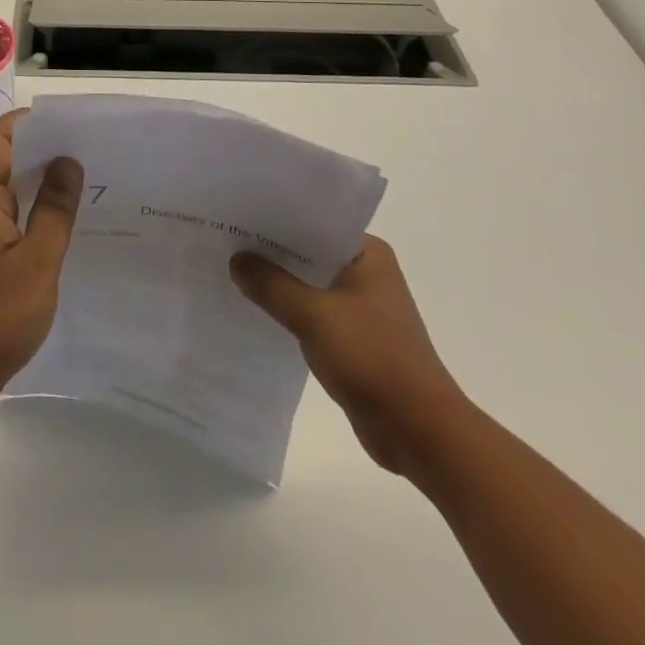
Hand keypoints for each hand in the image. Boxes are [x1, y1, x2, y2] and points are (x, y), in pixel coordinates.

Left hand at [0, 110, 83, 421]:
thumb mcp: (36, 262)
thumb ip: (53, 211)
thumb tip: (66, 160)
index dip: (23, 121)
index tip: (63, 123)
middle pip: (4, 162)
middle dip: (42, 149)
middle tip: (87, 153)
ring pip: (10, 194)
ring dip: (42, 184)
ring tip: (86, 187)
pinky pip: (13, 224)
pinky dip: (37, 216)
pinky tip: (65, 233)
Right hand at [231, 234, 466, 475]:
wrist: (418, 431)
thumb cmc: (372, 358)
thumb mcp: (314, 315)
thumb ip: (272, 285)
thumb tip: (236, 260)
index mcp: (367, 254)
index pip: (313, 222)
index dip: (275, 219)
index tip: (238, 213)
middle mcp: (366, 272)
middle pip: (308, 252)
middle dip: (271, 251)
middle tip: (225, 239)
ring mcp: (360, 306)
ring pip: (308, 284)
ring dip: (278, 283)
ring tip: (231, 270)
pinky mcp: (353, 337)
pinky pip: (312, 312)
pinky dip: (288, 310)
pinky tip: (255, 309)